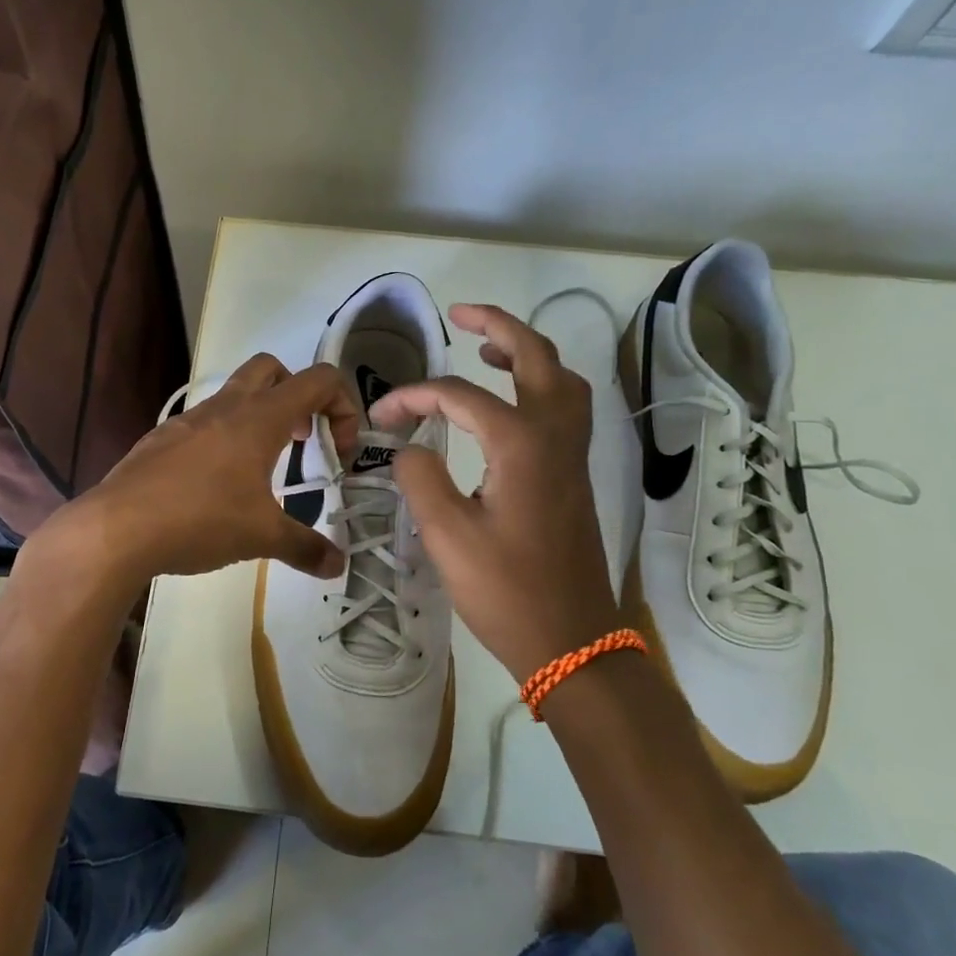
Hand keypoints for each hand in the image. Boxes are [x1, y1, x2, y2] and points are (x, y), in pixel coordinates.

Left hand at [48, 353, 362, 589]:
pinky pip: (203, 424)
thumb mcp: (261, 537)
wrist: (116, 528)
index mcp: (260, 417)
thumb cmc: (201, 519)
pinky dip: (222, 440)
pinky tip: (214, 488)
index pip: (319, 380)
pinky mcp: (161, 438)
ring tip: (260, 473)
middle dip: (296, 395)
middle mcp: (225, 407)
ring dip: (257, 419)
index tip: (337, 451)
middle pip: (272, 368)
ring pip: (233, 395)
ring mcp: (188, 419)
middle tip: (300, 440)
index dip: (343, 407)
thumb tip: (339, 567)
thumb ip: (305, 548)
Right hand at [371, 303, 622, 682]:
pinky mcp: (574, 475)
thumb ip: (420, 477)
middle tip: (461, 314)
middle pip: (536, 357)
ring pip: (562, 379)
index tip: (381, 416)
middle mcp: (555, 436)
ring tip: (486, 351)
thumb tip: (409, 447)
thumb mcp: (447, 535)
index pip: (459, 396)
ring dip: (527, 353)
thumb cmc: (506, 591)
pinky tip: (509, 403)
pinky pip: (565, 407)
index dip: (414, 397)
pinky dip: (540, 385)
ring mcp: (572, 455)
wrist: (572, 642)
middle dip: (498, 327)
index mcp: (521, 444)